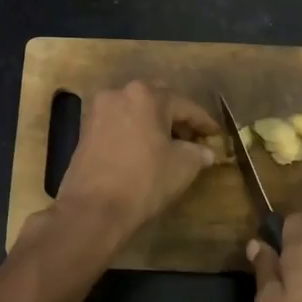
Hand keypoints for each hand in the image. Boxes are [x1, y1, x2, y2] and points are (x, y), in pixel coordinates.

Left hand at [56, 80, 218, 247]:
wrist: (94, 208)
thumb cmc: (144, 181)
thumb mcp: (183, 166)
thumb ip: (198, 152)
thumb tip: (205, 151)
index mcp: (146, 95)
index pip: (185, 106)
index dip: (204, 122)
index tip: (216, 134)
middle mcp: (119, 93)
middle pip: (157, 101)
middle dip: (176, 117)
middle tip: (192, 137)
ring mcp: (98, 110)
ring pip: (135, 110)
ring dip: (153, 123)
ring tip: (169, 144)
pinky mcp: (85, 129)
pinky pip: (118, 123)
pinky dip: (134, 131)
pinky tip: (144, 149)